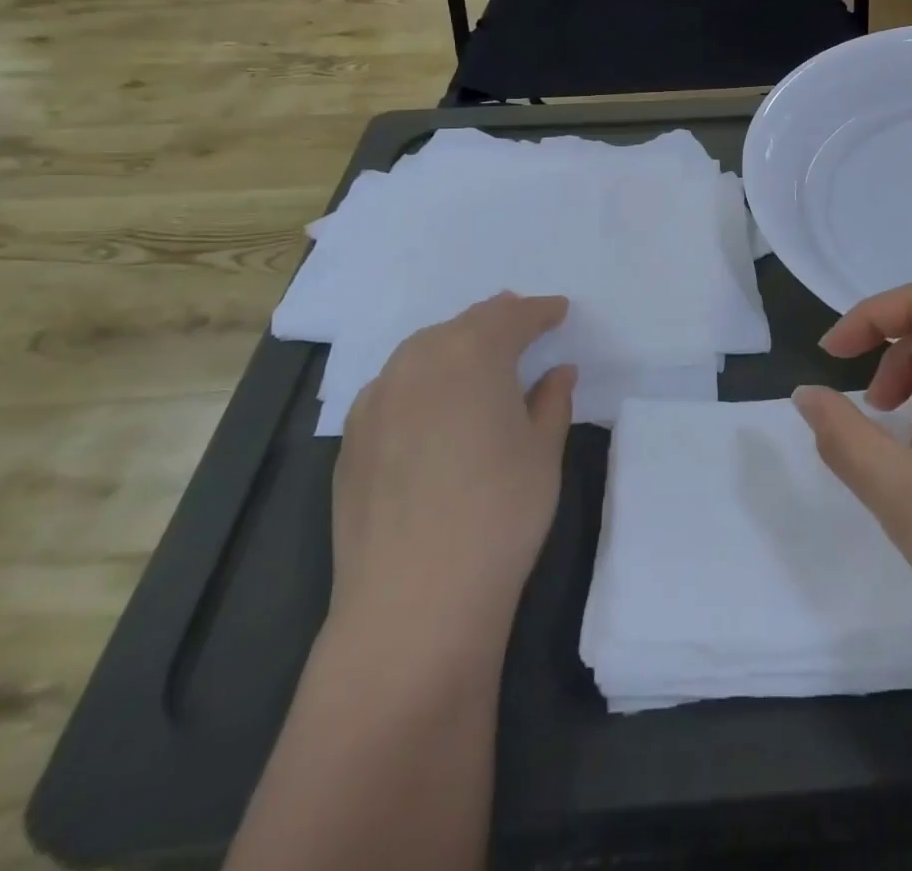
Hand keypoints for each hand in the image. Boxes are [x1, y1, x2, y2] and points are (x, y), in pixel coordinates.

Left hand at [330, 294, 575, 642]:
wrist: (414, 600)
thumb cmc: (500, 514)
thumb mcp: (543, 452)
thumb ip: (552, 401)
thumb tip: (558, 372)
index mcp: (472, 356)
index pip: (511, 318)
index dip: (539, 312)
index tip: (559, 311)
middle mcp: (418, 363)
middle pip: (463, 325)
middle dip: (496, 319)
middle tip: (522, 321)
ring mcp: (377, 399)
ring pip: (422, 350)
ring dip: (455, 343)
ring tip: (478, 352)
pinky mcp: (351, 438)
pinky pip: (393, 385)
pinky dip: (420, 377)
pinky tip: (431, 401)